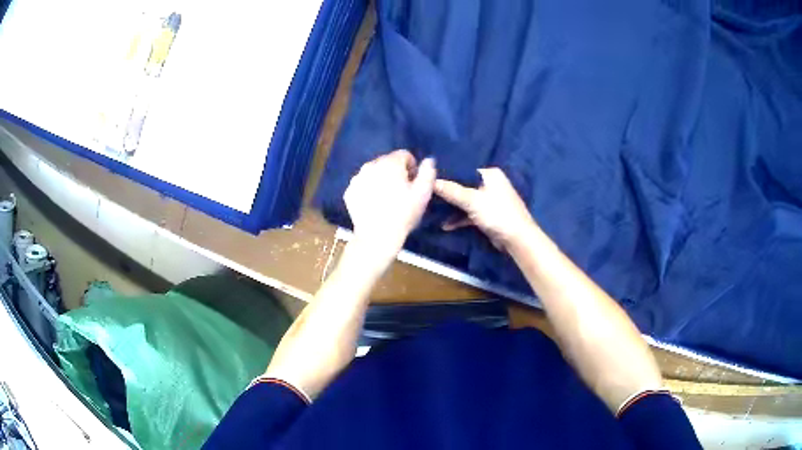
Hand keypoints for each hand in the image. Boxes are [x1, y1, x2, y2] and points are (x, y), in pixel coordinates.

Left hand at [344, 150, 436, 266]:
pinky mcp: (349, 192)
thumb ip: (428, 172)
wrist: (377, 236)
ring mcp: (357, 179)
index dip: (412, 168)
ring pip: (373, 173)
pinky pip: (362, 185)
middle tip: (401, 192)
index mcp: (390, 163)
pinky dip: (368, 191)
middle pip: (387, 162)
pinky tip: (374, 205)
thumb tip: (428, 160)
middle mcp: (370, 165)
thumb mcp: (423, 193)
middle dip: (395, 173)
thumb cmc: (403, 213)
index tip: (413, 183)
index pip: (404, 155)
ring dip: (381, 180)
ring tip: (387, 199)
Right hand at [434, 168, 534, 250]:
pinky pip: (470, 213)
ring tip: (433, 210)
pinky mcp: (488, 215)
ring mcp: (490, 201)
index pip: (464, 170)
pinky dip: (460, 218)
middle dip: (448, 193)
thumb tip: (431, 181)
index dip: (447, 175)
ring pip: (466, 201)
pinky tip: (446, 225)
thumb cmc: (497, 213)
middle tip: (428, 195)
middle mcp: (490, 184)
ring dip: (452, 207)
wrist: (518, 239)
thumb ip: (452, 191)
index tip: (429, 180)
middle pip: (464, 186)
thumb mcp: (472, 200)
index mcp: (490, 174)